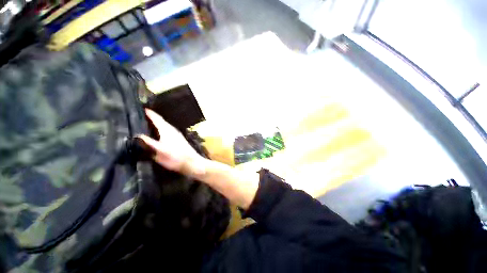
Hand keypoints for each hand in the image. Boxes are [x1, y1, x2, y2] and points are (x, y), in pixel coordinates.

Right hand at [137, 109, 205, 176]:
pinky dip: (162, 129)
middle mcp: (173, 130)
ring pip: (165, 126)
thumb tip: (137, 135)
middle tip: (142, 115)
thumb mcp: (159, 151)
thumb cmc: (175, 157)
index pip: (157, 119)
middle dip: (153, 117)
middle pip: (161, 121)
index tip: (142, 108)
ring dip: (157, 123)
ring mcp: (177, 135)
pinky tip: (158, 133)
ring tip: (148, 123)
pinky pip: (168, 131)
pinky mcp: (179, 139)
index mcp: (167, 131)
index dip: (150, 113)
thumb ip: (148, 143)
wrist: (191, 162)